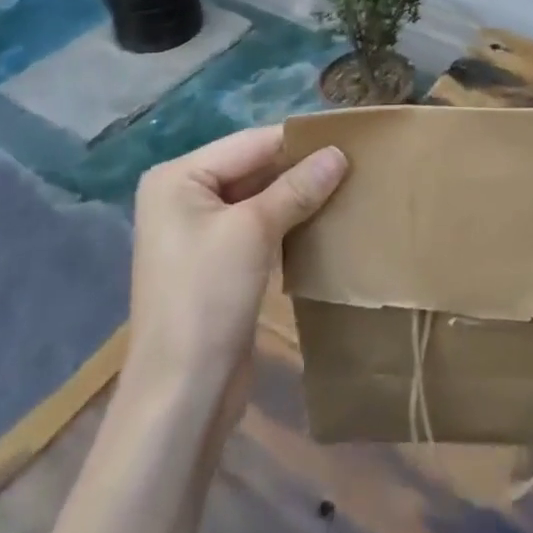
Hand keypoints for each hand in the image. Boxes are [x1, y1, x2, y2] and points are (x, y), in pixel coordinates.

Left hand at [125, 125, 348, 406]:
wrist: (182, 396)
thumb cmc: (208, 297)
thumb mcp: (254, 231)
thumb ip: (297, 187)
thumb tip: (338, 153)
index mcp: (178, 177)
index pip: (250, 143)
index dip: (297, 140)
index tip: (347, 135)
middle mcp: (183, 197)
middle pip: (252, 168)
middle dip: (299, 168)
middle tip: (353, 162)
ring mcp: (197, 232)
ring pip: (257, 198)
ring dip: (297, 196)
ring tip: (347, 186)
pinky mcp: (215, 263)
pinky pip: (256, 227)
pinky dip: (286, 222)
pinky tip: (323, 220)